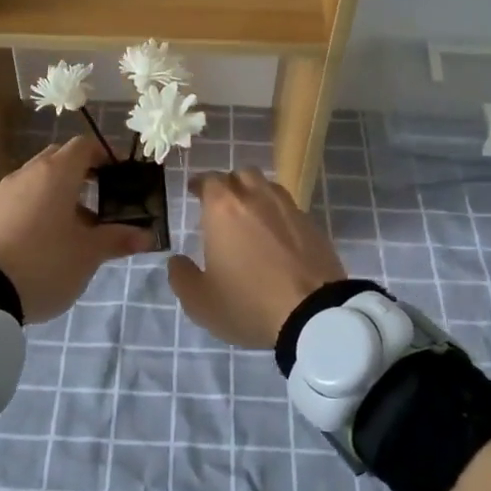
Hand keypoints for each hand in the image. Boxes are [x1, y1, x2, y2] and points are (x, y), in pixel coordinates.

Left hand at [0, 137, 153, 324]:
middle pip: (60, 159)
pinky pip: (22, 197)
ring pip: (40, 179)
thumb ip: (117, 239)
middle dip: (82, 173)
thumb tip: (146, 235)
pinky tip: (49, 238)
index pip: (84, 146)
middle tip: (102, 197)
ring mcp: (5, 191)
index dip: (104, 155)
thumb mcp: (88, 254)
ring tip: (78, 225)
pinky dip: (40, 206)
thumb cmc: (45, 262)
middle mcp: (29, 173)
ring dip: (61, 192)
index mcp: (56, 173)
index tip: (119, 175)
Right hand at [167, 169, 348, 348]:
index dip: (200, 184)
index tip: (194, 191)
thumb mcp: (200, 302)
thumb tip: (177, 261)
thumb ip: (181, 277)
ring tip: (251, 216)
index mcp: (224, 208)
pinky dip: (279, 216)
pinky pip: (290, 210)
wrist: (313, 315)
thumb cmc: (247, 303)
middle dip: (229, 184)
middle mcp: (257, 198)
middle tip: (222, 204)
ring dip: (256, 195)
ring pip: (269, 187)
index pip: (209, 180)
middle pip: (242, 175)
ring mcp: (289, 209)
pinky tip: (277, 237)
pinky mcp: (314, 226)